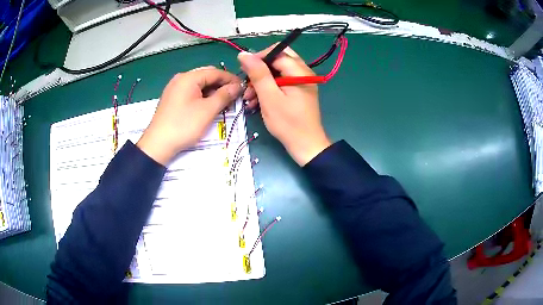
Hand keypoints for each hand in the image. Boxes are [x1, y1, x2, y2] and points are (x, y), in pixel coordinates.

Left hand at [137, 67, 240, 164]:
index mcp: (189, 77)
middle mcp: (181, 78)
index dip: (231, 79)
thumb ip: (224, 95)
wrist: (158, 145)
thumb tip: (237, 86)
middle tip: (234, 96)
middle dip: (221, 84)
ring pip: (199, 84)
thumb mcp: (207, 110)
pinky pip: (191, 92)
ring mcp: (174, 88)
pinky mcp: (172, 98)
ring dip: (212, 91)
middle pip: (206, 76)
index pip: (215, 72)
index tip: (243, 87)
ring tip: (223, 102)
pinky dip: (202, 96)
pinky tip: (208, 106)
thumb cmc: (184, 125)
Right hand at [238, 47, 330, 165]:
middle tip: (248, 82)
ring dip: (262, 81)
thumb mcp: (269, 97)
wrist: (306, 146)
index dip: (258, 58)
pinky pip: (282, 82)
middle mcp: (303, 72)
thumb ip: (258, 73)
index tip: (244, 71)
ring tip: (249, 97)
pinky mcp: (299, 91)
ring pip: (278, 71)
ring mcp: (302, 81)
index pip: (277, 52)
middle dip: (260, 69)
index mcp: (299, 71)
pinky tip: (257, 101)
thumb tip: (244, 54)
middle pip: (278, 59)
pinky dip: (269, 88)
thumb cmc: (288, 123)